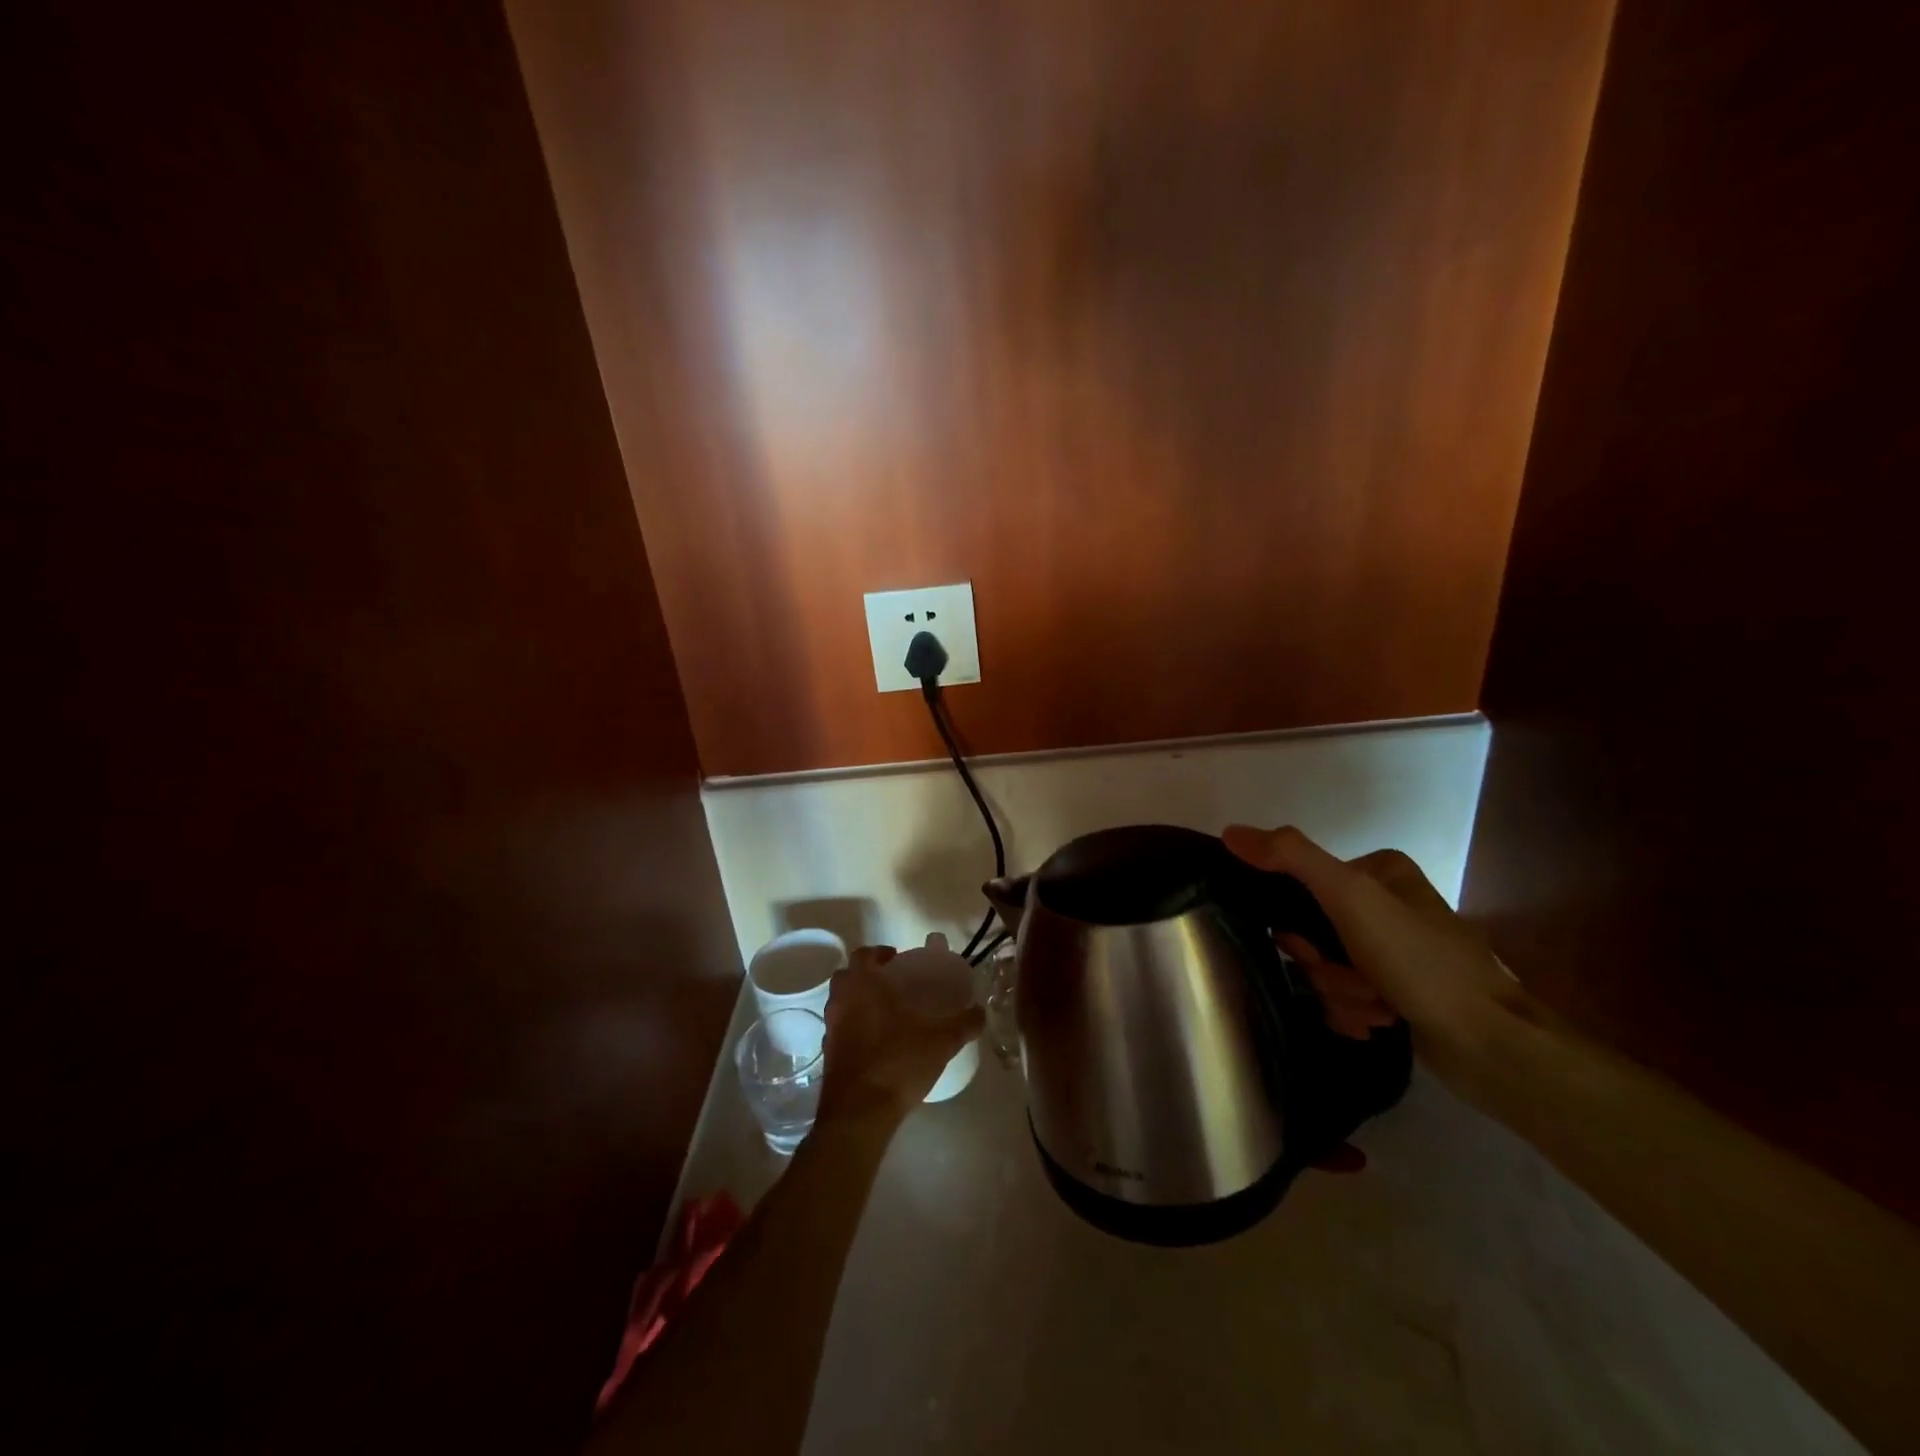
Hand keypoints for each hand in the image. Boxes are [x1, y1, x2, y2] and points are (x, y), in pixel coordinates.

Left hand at [817, 946, 985, 1125]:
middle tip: (893, 985)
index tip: (898, 961)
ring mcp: (831, 1028)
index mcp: (863, 985)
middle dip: (868, 976)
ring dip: (860, 1002)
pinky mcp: (828, 1055)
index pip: (864, 954)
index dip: (880, 954)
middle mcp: (842, 1001)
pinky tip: (879, 1043)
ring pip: (842, 1003)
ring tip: (889, 1014)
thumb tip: (981, 1012)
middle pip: (848, 976)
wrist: (859, 1114)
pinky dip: (855, 1028)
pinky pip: (841, 1029)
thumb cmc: (897, 1063)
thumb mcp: (941, 1041)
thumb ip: (963, 1024)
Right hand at [1223, 825, 1526, 1092]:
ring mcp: (1394, 950)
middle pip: (1313, 931)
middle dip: (1324, 967)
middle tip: (1355, 983)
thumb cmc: (1420, 962)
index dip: (1294, 923)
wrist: (1493, 1047)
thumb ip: (1291, 857)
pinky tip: (1378, 1023)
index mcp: (1379, 870)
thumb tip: (1230, 831)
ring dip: (1340, 994)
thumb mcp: (1350, 896)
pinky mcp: (1399, 991)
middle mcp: (1386, 904)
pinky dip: (1353, 1012)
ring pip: (1327, 968)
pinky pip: (1346, 995)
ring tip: (1377, 1009)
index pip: (1301, 885)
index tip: (1310, 949)